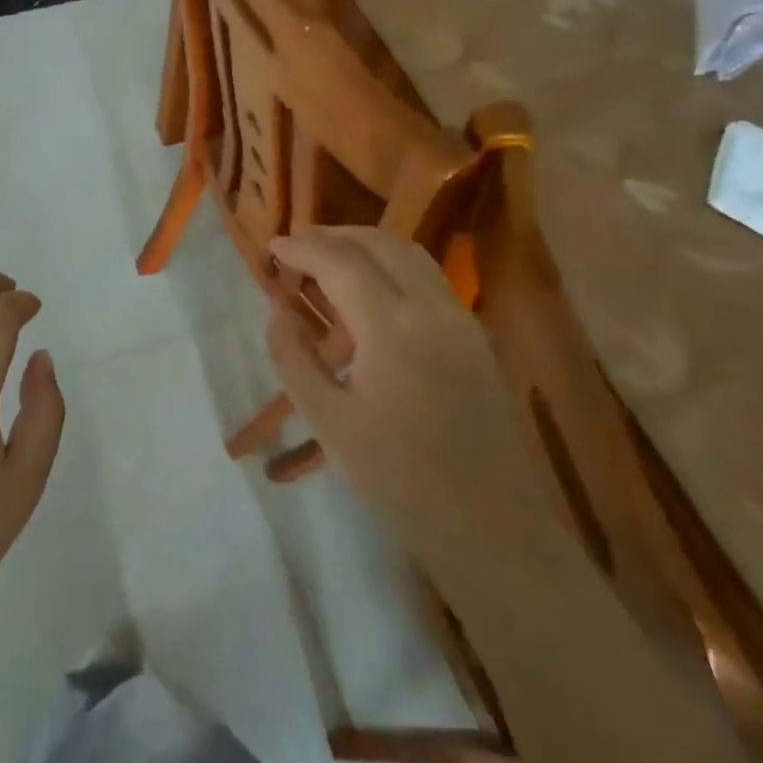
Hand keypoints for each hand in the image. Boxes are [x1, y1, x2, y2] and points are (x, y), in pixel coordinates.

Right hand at [267, 227, 524, 547]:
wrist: (491, 527)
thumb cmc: (399, 480)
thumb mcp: (328, 422)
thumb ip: (294, 359)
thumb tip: (277, 314)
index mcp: (392, 327)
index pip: (341, 261)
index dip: (302, 248)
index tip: (272, 246)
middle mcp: (433, 308)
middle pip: (380, 243)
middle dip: (333, 235)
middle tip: (297, 246)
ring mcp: (462, 320)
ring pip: (411, 254)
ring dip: (366, 244)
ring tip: (329, 258)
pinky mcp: (476, 338)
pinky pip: (429, 279)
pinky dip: (392, 265)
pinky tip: (370, 290)